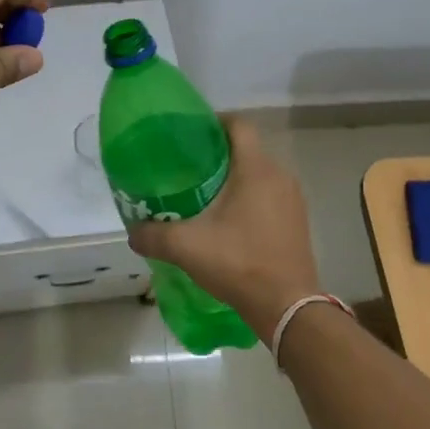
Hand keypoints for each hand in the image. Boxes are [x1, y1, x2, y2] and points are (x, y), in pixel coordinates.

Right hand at [126, 118, 321, 340]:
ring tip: (204, 193)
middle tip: (187, 167)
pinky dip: (249, 198)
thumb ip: (153, 235)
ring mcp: (293, 199)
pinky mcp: (297, 221)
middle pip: (247, 149)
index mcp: (256, 169)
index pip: (238, 124)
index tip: (189, 134)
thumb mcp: (186, 247)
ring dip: (235, 177)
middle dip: (218, 153)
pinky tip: (228, 221)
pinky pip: (270, 195)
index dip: (213, 121)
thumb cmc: (238, 263)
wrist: (287, 307)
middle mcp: (279, 176)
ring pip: (259, 173)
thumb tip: (132, 232)